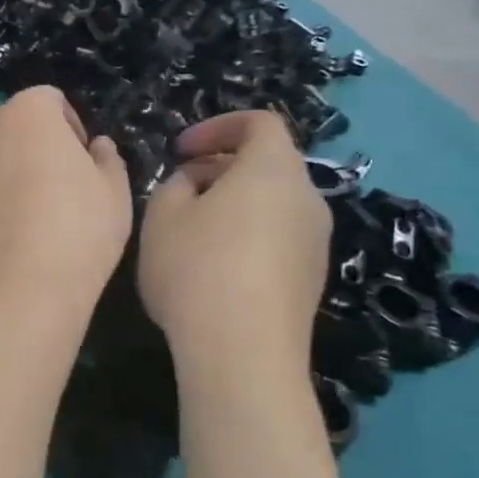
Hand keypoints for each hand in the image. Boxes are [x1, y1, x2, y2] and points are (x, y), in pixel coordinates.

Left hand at [0, 86, 132, 315]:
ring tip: (8, 211)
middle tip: (47, 190)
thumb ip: (107, 160)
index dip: (68, 128)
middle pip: (8, 125)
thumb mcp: (115, 195)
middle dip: (27, 147)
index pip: (50, 101)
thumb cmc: (78, 235)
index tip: (79, 163)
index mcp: (29, 113)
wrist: (19, 293)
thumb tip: (96, 146)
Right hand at [139, 110, 330, 361]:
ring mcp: (316, 242)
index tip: (180, 150)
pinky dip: (249, 237)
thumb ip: (174, 185)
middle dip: (220, 169)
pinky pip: (279, 239)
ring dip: (234, 205)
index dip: (217, 127)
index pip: (260, 123)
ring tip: (192, 233)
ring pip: (273, 204)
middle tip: (178, 192)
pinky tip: (216, 271)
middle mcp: (307, 198)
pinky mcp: (313, 280)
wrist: (244, 354)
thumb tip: (194, 184)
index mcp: (273, 170)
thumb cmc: (197, 269)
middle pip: (267, 165)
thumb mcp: (162, 216)